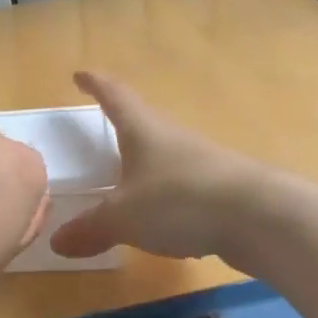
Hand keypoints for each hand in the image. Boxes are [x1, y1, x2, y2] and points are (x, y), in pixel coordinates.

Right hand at [49, 72, 261, 261]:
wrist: (260, 218)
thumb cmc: (179, 201)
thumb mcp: (123, 217)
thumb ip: (89, 229)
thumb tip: (57, 242)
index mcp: (143, 131)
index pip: (115, 97)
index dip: (95, 84)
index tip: (80, 75)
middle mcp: (172, 139)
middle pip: (142, 124)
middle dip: (121, 126)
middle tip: (102, 130)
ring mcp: (201, 163)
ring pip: (164, 159)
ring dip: (145, 166)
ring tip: (126, 183)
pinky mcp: (221, 191)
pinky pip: (183, 190)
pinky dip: (166, 201)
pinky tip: (163, 226)